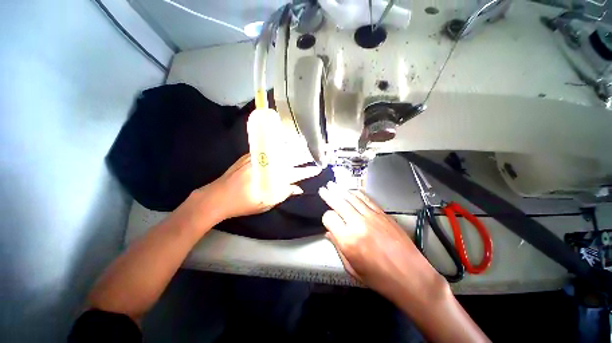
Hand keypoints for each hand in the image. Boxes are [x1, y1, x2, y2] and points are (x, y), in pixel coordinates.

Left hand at [202, 154, 320, 220]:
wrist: (217, 196)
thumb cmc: (244, 204)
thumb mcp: (266, 203)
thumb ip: (283, 194)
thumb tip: (298, 188)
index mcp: (273, 179)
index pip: (295, 174)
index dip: (307, 171)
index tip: (317, 169)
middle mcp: (267, 165)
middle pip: (289, 158)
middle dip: (303, 156)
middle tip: (313, 154)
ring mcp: (258, 158)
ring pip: (279, 150)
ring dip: (292, 148)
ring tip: (302, 145)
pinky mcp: (250, 155)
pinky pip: (268, 147)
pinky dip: (278, 145)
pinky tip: (283, 144)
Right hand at [318, 181, 444, 300]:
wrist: (411, 276)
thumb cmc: (380, 278)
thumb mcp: (352, 268)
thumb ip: (338, 247)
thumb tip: (329, 234)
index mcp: (348, 240)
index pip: (329, 218)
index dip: (326, 218)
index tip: (328, 221)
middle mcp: (358, 224)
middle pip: (339, 203)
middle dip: (329, 194)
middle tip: (323, 189)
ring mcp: (371, 216)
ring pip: (352, 198)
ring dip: (341, 190)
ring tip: (333, 185)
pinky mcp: (382, 214)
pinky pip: (366, 199)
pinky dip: (357, 193)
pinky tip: (352, 191)